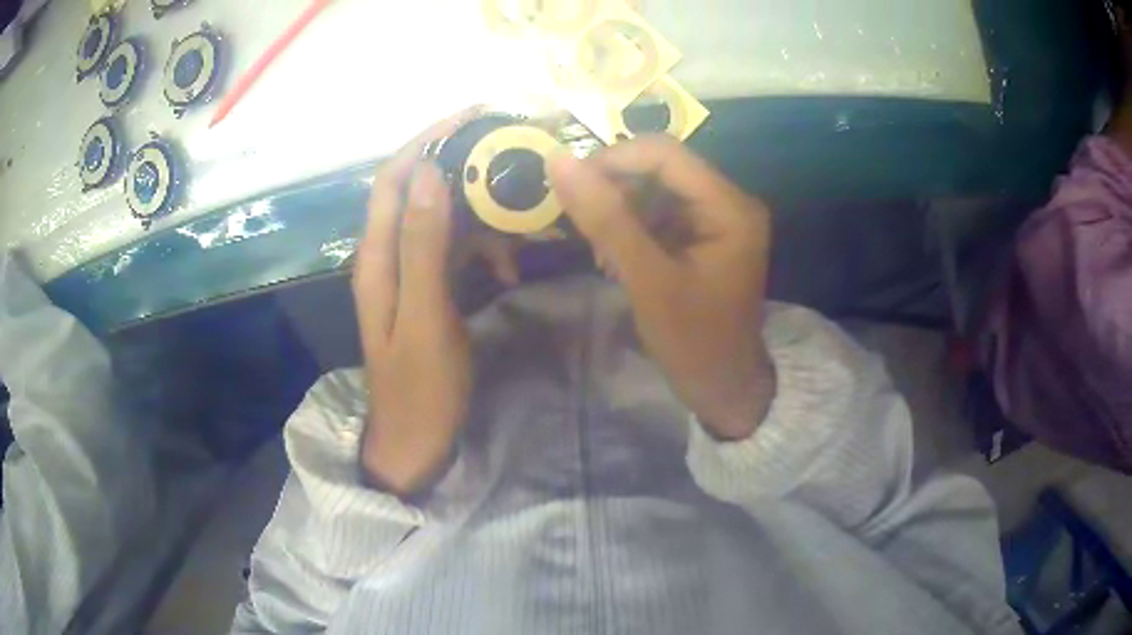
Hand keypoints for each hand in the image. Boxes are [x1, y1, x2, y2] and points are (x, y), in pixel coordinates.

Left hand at [352, 110, 480, 494]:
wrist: (415, 442)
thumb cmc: (421, 388)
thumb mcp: (426, 317)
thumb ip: (422, 245)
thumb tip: (430, 172)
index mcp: (377, 257)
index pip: (396, 177)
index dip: (428, 138)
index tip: (474, 115)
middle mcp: (387, 255)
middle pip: (420, 189)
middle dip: (461, 165)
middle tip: (512, 154)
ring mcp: (408, 273)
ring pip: (441, 217)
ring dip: (479, 209)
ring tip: (522, 213)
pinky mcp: (428, 289)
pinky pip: (453, 250)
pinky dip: (481, 245)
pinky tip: (510, 262)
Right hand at [548, 136, 774, 439]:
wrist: (724, 388)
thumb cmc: (694, 342)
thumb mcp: (648, 281)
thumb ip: (606, 220)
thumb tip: (559, 163)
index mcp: (729, 206)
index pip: (665, 154)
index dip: (613, 160)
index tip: (570, 187)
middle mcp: (728, 201)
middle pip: (660, 169)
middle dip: (615, 191)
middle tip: (584, 229)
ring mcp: (716, 219)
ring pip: (654, 191)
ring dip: (619, 213)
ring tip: (602, 254)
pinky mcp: (702, 237)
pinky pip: (659, 214)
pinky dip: (631, 230)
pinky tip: (616, 261)